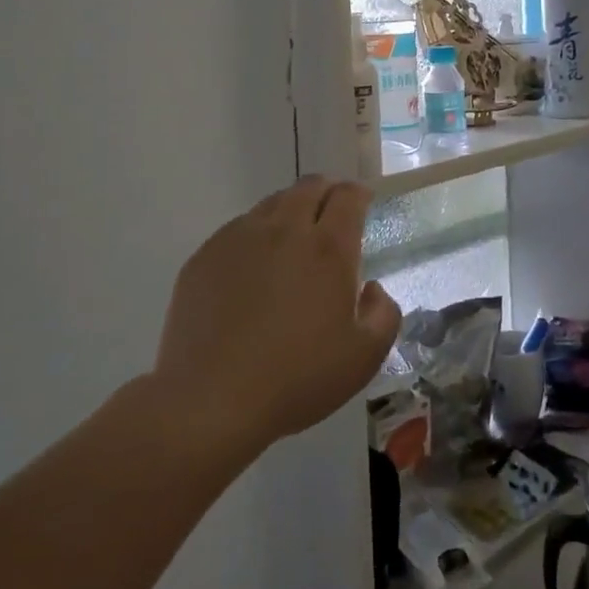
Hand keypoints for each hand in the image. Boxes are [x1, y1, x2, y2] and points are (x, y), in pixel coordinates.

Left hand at [155, 176, 400, 453]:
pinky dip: (256, 234)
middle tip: (331, 213)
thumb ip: (384, 314)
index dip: (359, 194)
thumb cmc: (297, 379)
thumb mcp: (365, 357)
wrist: (211, 400)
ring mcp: (239, 239)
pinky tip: (254, 267)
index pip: (348, 197)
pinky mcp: (205, 256)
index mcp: (328, 248)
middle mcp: (284, 230)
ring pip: (272, 203)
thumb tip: (371, 288)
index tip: (362, 203)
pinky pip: (238, 228)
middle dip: (327, 191)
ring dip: (291, 209)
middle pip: (309, 187)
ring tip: (293, 238)